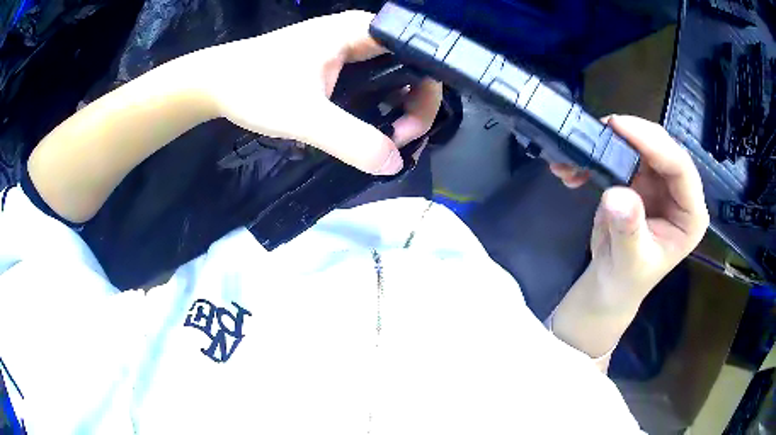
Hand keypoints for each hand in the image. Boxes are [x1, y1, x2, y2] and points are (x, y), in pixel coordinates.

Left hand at [191, 11, 441, 174]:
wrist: (217, 82)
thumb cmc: (254, 87)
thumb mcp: (303, 116)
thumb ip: (351, 140)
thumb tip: (394, 164)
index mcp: (361, 32)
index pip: (421, 57)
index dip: (425, 96)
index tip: (404, 132)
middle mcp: (361, 34)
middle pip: (412, 68)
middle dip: (413, 107)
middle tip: (396, 141)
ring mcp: (349, 46)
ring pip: (393, 77)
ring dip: (396, 109)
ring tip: (384, 140)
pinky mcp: (336, 61)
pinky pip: (372, 82)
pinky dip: (377, 106)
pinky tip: (368, 127)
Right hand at [550, 116, 709, 306]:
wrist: (610, 283)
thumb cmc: (625, 280)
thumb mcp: (628, 262)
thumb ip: (628, 230)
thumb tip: (618, 194)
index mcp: (690, 214)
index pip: (680, 168)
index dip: (653, 143)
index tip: (619, 128)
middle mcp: (679, 192)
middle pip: (661, 147)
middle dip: (631, 135)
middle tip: (599, 129)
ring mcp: (660, 183)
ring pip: (640, 144)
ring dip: (609, 142)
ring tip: (579, 149)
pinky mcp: (639, 179)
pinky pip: (621, 154)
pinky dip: (597, 155)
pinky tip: (576, 167)